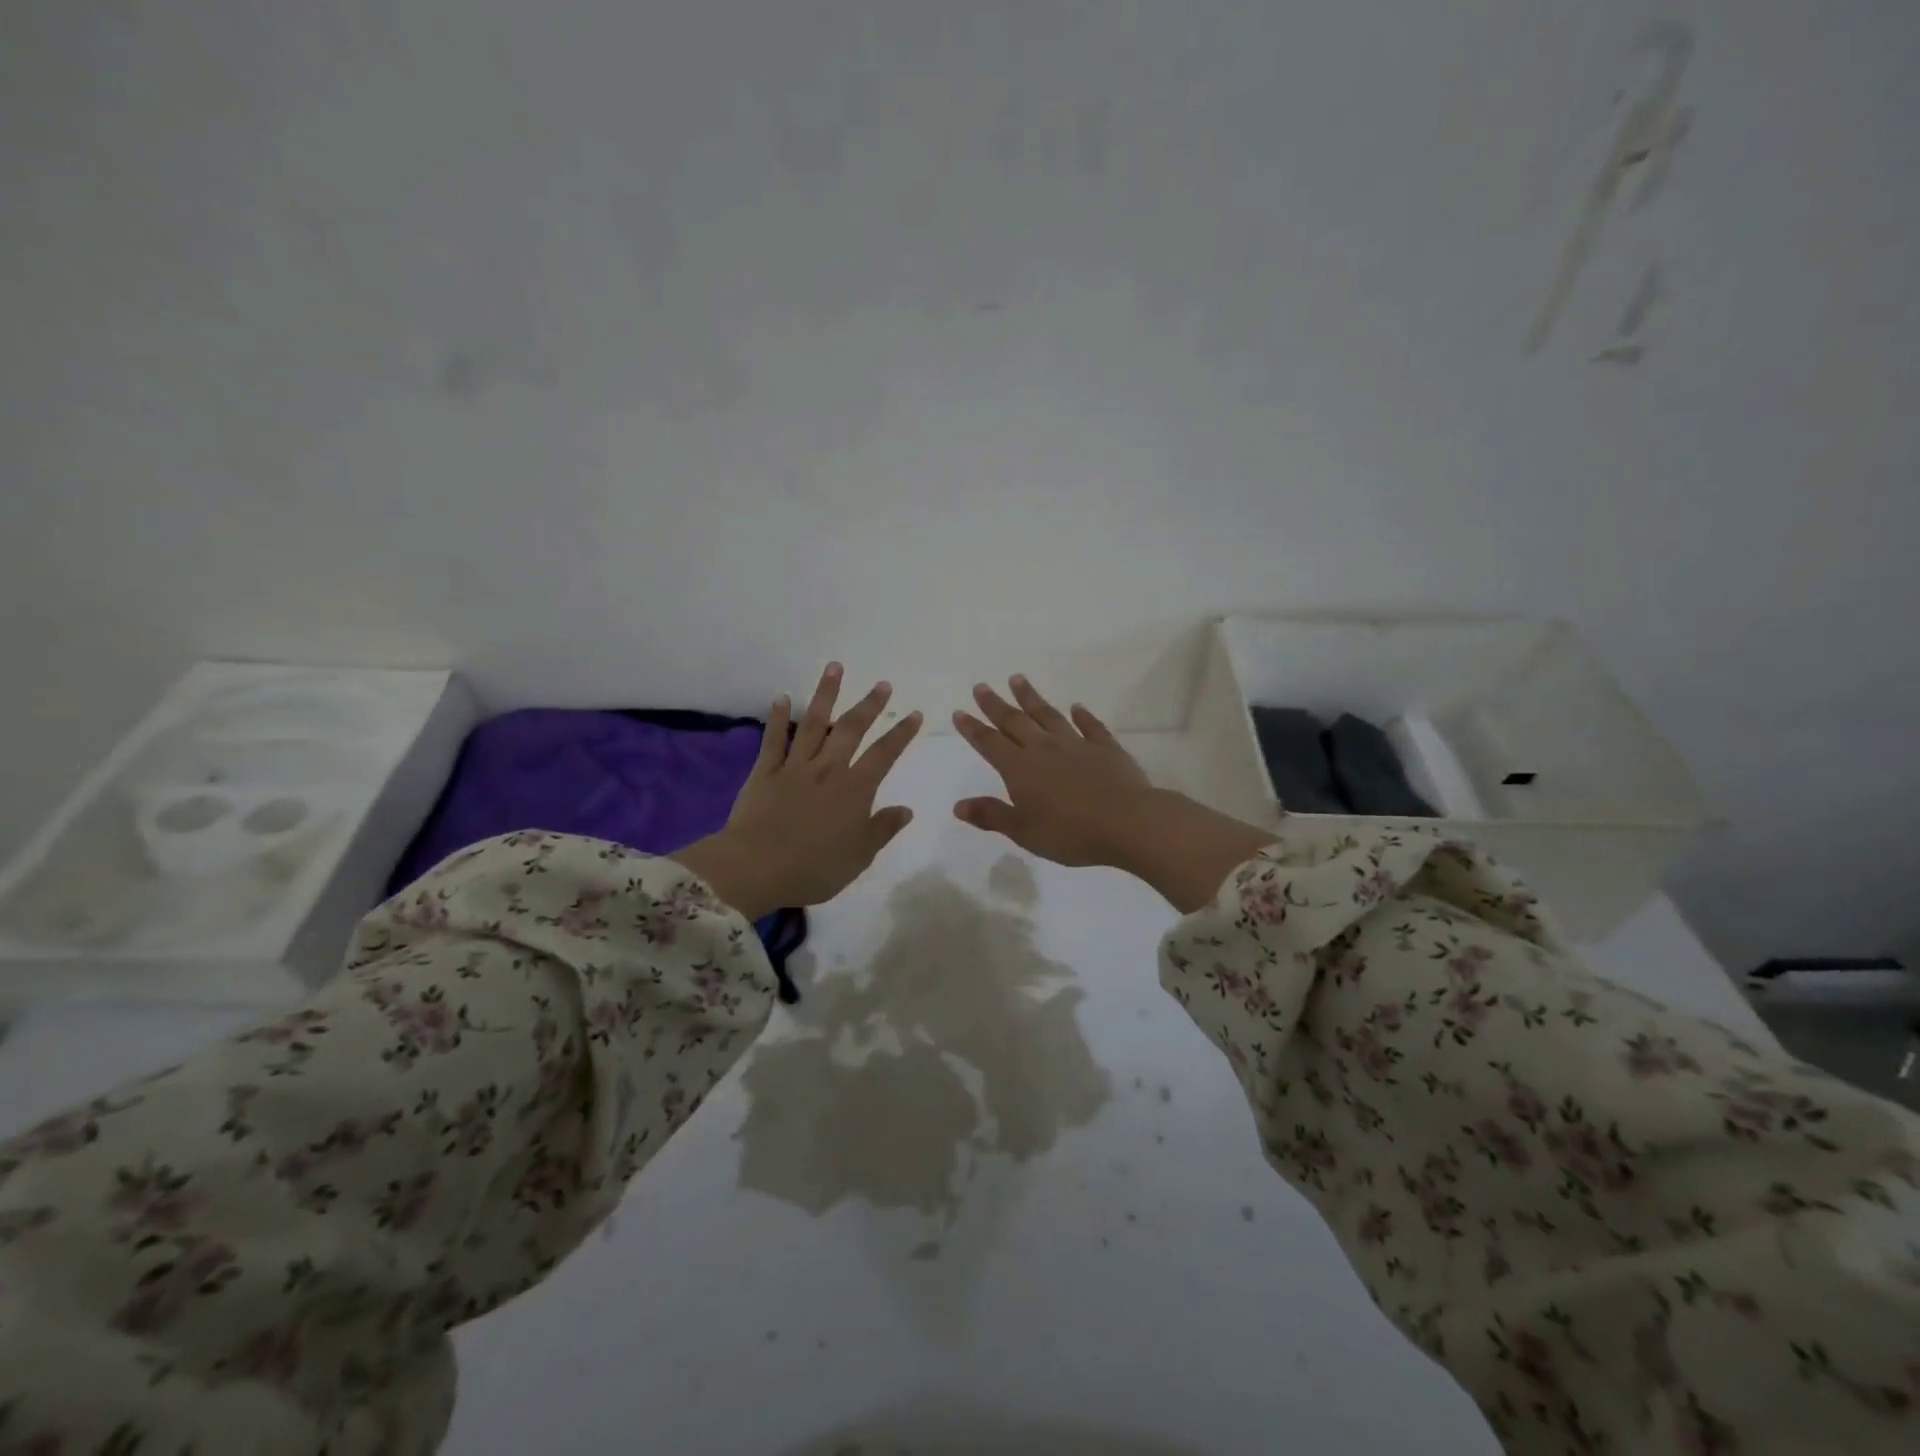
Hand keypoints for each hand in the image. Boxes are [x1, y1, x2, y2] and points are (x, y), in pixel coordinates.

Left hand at [673, 664, 921, 917]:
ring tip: (835, 667)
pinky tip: (783, 698)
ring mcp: (794, 767)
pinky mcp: (764, 772)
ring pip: (813, 723)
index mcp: (854, 790)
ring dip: (826, 694)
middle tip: (882, 684)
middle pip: (851, 729)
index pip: (884, 755)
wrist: (756, 868)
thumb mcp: (859, 856)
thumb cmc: (814, 868)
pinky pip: (773, 740)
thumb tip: (906, 809)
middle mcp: (828, 769)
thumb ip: (882, 829)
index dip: (901, 733)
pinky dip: (778, 718)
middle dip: (869, 705)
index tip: (914, 714)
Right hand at [953, 675, 1275, 911]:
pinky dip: (1082, 715)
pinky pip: (1090, 726)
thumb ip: (992, 815)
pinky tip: (1076, 707)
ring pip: (1049, 715)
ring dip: (1032, 698)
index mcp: (1020, 769)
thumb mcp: (1024, 831)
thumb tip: (958, 805)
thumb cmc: (1070, 833)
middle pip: (1015, 722)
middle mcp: (1044, 749)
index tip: (960, 711)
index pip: (990, 743)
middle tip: (982, 686)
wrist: (1128, 823)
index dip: (973, 728)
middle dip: (996, 704)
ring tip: (1018, 679)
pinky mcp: (1106, 748)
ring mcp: (1076, 745)